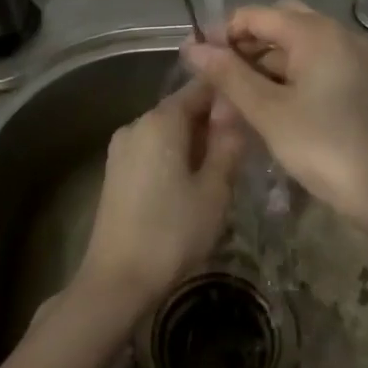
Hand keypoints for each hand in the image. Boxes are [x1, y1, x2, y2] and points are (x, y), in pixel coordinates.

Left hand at [76, 79, 245, 309]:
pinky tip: (192, 183)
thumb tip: (234, 108)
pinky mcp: (115, 171)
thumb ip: (227, 143)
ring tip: (222, 168)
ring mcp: (121, 147)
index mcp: (161, 120)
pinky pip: (153, 149)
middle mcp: (137, 123)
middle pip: (182, 108)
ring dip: (195, 141)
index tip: (253, 107)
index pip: (201, 86)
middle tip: (243, 146)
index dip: (228, 92)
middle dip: (212, 121)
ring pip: (168, 130)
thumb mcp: (214, 189)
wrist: (116, 280)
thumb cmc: (172, 232)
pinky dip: (175, 155)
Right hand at [180, 0, 367, 229]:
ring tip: (237, 95)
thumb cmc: (324, 147)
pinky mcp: (360, 79)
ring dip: (265, 61)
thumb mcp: (268, 111)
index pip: (255, 14)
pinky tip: (270, 103)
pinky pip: (316, 62)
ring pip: (297, 44)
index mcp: (315, 32)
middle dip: (244, 44)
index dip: (221, 33)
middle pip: (278, 22)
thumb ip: (228, 75)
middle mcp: (337, 33)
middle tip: (218, 77)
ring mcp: (353, 56)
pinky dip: (289, 74)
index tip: (196, 60)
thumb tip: (192, 48)